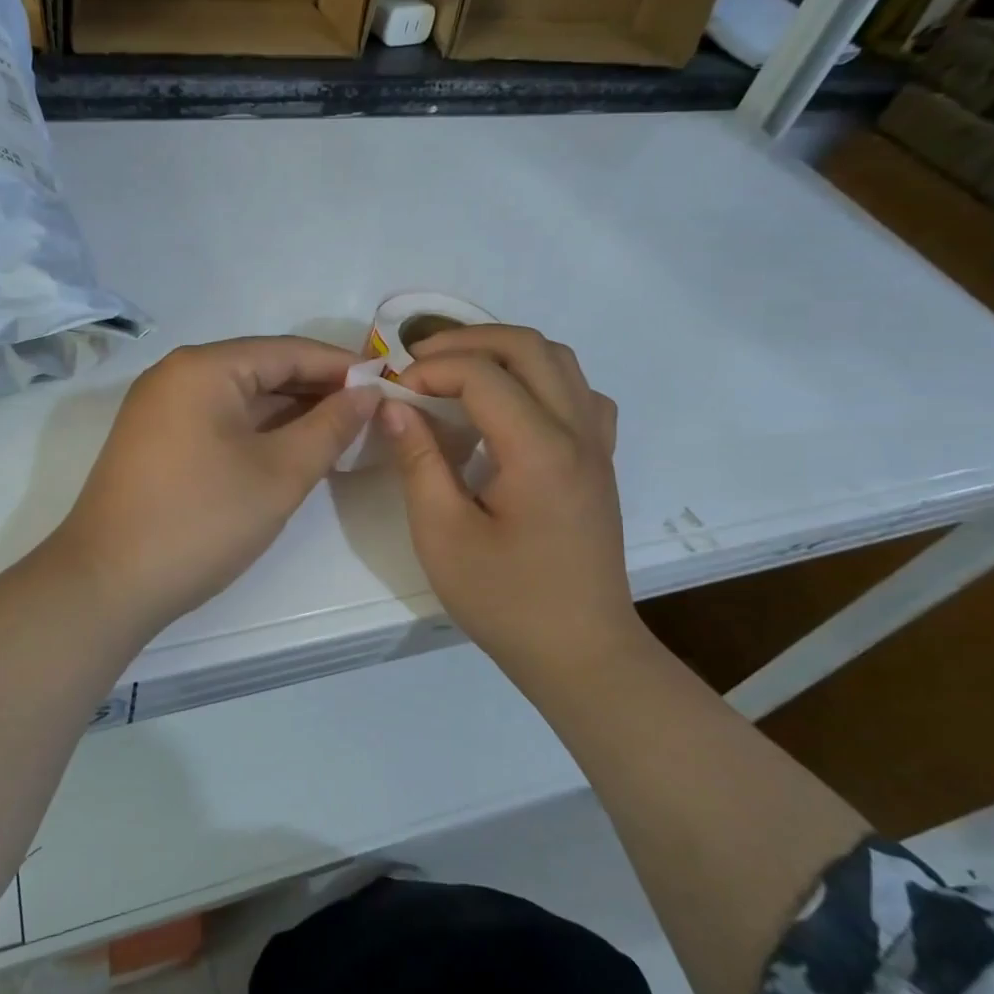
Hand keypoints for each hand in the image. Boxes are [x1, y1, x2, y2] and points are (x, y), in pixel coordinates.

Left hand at [54, 337, 378, 631]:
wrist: (106, 583)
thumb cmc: (200, 520)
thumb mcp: (279, 474)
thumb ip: (330, 427)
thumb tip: (366, 393)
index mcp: (204, 367)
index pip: (287, 351)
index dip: (340, 366)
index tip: (386, 384)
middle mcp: (176, 375)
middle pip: (261, 369)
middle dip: (316, 390)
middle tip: (369, 414)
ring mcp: (160, 408)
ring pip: (239, 398)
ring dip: (288, 413)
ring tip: (340, 433)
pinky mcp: (155, 441)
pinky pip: (218, 421)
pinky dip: (257, 432)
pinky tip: (290, 450)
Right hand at [384, 326, 637, 675]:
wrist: (581, 652)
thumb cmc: (506, 600)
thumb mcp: (443, 535)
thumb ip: (418, 461)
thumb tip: (395, 406)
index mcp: (540, 450)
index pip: (483, 374)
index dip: (430, 371)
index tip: (393, 394)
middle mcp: (578, 432)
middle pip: (529, 347)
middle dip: (467, 341)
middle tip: (418, 362)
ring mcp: (597, 444)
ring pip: (559, 360)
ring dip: (504, 353)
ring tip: (457, 373)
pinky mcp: (600, 461)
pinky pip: (578, 393)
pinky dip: (539, 379)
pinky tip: (511, 407)